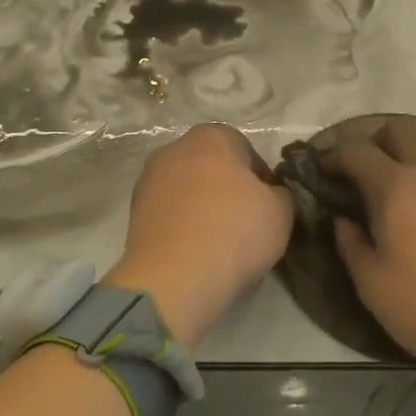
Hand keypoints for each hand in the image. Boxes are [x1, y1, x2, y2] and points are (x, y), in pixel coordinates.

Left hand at [106, 124, 293, 349]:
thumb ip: (281, 193)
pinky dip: (183, 226)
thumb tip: (270, 194)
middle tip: (246, 222)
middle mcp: (174, 149)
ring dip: (203, 207)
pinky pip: (170, 213)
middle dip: (228, 189)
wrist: (174, 279)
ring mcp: (148, 180)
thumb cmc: (234, 232)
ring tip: (220, 242)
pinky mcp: (134, 213)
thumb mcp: (281, 211)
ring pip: (188, 189)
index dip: (261, 177)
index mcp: (210, 136)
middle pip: (211, 166)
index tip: (268, 206)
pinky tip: (196, 251)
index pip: (244, 148)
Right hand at [325, 118, 415, 415]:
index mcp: (396, 188)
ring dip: (413, 158)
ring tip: (406, 194)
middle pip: (402, 130)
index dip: (336, 156)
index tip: (327, 171)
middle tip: (369, 173)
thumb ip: (350, 243)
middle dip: (379, 142)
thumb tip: (344, 219)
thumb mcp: (372, 285)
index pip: (357, 151)